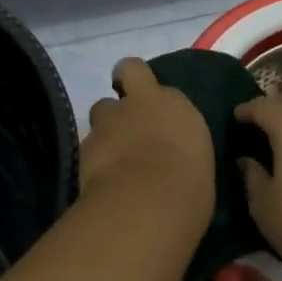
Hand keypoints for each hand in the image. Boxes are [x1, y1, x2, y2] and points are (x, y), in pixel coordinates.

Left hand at [80, 59, 215, 237]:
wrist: (146, 205)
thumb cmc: (187, 188)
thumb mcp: (196, 162)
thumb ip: (178, 145)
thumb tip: (171, 154)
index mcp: (171, 104)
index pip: (150, 75)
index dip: (144, 85)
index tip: (150, 102)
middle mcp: (137, 104)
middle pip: (122, 75)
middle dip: (124, 87)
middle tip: (128, 118)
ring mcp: (107, 122)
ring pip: (100, 112)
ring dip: (107, 127)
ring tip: (114, 155)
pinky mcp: (84, 148)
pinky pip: (88, 146)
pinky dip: (94, 158)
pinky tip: (102, 179)